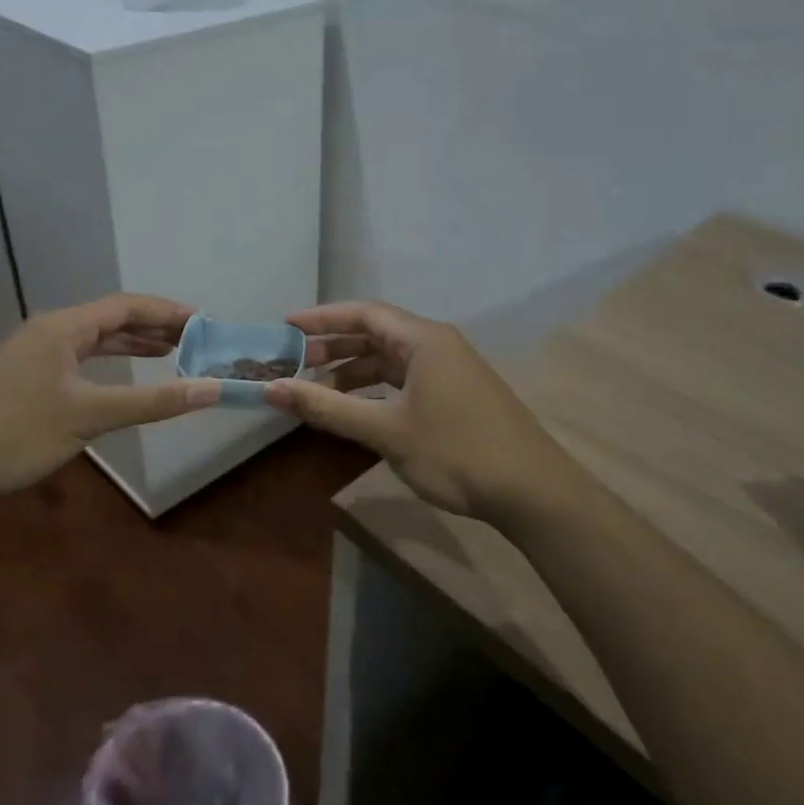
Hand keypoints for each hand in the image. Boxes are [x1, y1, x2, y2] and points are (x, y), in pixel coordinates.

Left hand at [0, 295, 218, 520]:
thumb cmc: (12, 433)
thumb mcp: (87, 416)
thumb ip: (151, 401)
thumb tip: (211, 389)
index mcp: (62, 327)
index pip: (126, 306)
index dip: (168, 312)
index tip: (206, 322)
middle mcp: (48, 332)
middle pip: (110, 320)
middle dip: (154, 328)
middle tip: (196, 341)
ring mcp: (33, 357)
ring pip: (93, 342)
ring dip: (131, 346)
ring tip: (171, 354)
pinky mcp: (23, 381)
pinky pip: (78, 363)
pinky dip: (107, 367)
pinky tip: (119, 382)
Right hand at [264, 300, 580, 520]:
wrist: (531, 491)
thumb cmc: (456, 452)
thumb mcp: (385, 430)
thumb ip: (328, 408)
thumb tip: (272, 389)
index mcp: (424, 340)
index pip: (364, 313)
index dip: (322, 318)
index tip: (285, 327)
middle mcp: (438, 345)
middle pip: (376, 333)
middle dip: (334, 347)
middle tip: (294, 363)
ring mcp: (450, 370)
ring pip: (391, 359)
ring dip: (353, 371)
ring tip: (317, 391)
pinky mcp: (456, 394)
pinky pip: (406, 379)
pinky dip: (376, 389)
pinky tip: (357, 408)